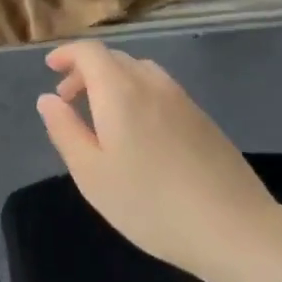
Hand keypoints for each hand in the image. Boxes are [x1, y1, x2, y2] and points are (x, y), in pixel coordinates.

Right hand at [36, 41, 278, 273]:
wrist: (234, 228)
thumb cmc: (150, 203)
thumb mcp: (91, 173)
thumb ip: (64, 130)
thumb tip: (47, 99)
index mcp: (120, 92)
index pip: (90, 52)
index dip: (67, 54)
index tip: (51, 68)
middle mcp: (152, 85)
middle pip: (115, 59)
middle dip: (86, 70)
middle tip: (68, 99)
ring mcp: (183, 101)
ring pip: (140, 73)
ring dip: (114, 82)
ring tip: (102, 115)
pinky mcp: (203, 120)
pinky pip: (161, 91)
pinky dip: (138, 95)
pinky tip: (139, 133)